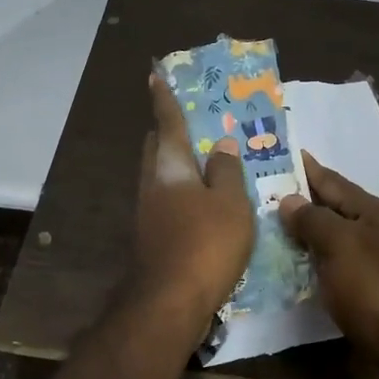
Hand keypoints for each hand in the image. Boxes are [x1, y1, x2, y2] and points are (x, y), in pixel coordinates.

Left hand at [135, 75, 254, 326]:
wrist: (169, 302)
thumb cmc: (205, 243)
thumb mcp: (230, 203)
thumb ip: (226, 171)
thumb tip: (220, 145)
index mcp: (171, 167)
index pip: (167, 123)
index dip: (164, 99)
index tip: (155, 76)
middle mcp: (152, 184)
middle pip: (157, 149)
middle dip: (168, 132)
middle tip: (191, 124)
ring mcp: (148, 213)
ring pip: (160, 176)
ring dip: (178, 165)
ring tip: (205, 163)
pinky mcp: (152, 236)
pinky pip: (167, 201)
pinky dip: (182, 192)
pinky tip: (201, 205)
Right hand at [279, 153, 378, 375]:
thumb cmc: (376, 290)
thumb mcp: (341, 246)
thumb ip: (313, 219)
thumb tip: (289, 199)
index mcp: (373, 211)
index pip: (331, 180)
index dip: (305, 168)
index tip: (278, 152)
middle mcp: (376, 231)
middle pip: (332, 208)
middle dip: (301, 199)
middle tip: (262, 192)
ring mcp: (375, 262)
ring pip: (332, 238)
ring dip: (305, 232)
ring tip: (269, 226)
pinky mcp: (370, 291)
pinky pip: (334, 265)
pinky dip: (313, 261)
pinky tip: (292, 265)